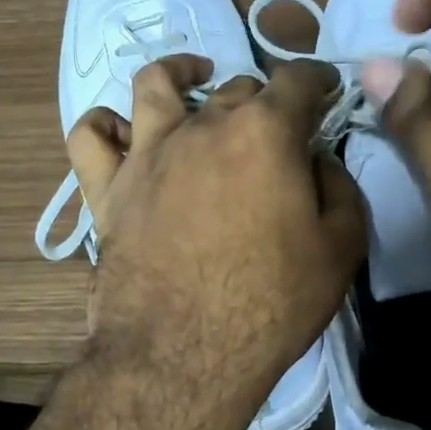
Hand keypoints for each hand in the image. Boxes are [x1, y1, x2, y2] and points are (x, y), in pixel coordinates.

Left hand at [66, 57, 365, 429]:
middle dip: (264, 99)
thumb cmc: (271, 303)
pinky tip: (124, 132)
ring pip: (156, 85)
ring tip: (194, 80)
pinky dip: (105, 125)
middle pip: (237, 88)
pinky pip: (89, 137)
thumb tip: (316, 160)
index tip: (325, 93)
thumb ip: (339, 188)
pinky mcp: (108, 188)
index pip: (297, 80)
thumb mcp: (340, 248)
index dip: (317, 80)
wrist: (185, 355)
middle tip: (275, 130)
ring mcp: (148, 153)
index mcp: (264, 132)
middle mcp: (203, 126)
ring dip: (180, 74)